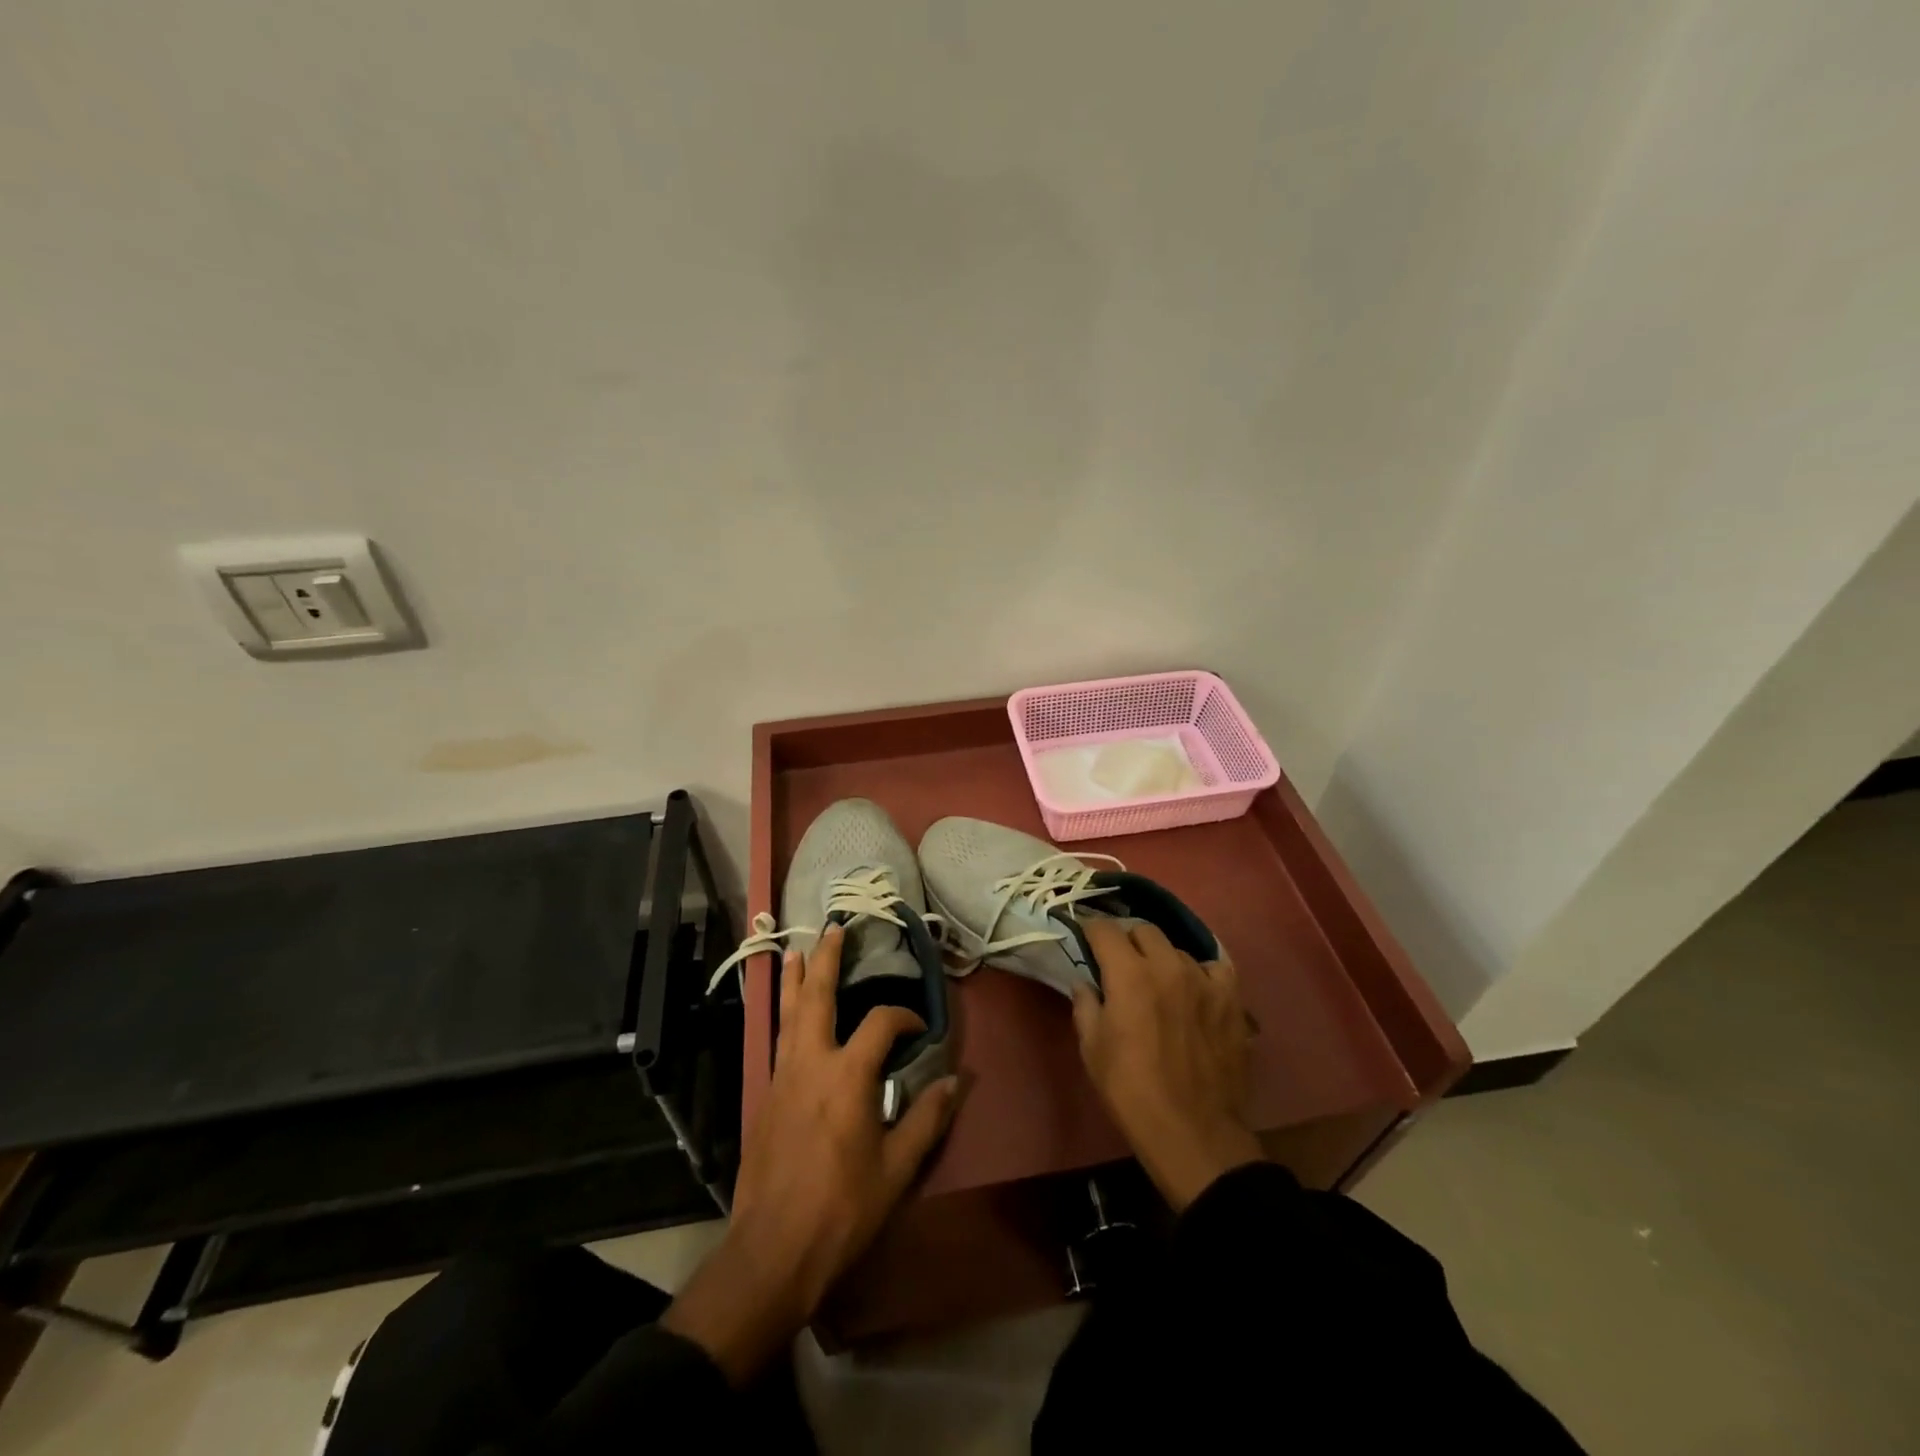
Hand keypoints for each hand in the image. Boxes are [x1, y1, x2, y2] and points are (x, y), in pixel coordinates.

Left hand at [662, 924, 960, 1383]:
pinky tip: (787, 1014)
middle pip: (816, 997)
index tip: (917, 1027)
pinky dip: (784, 1014)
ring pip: (788, 1013)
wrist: (772, 1250)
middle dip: (825, 960)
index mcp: (847, 1075)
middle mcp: (811, 1062)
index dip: (902, 1017)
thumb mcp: (896, 1170)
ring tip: (797, 952)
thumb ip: (926, 1119)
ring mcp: (781, 1076)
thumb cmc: (842, 1209)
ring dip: (795, 979)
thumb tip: (956, 1080)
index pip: (880, 1023)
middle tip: (833, 930)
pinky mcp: (764, 1095)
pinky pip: (777, 1039)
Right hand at [1073, 919, 1262, 1212]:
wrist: (1193, 1134)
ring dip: (1162, 959)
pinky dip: (1201, 972)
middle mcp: (1168, 966)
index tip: (1086, 939)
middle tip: (1120, 963)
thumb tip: (1085, 982)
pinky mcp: (1232, 999)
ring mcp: (1205, 980)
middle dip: (1127, 940)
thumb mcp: (1092, 1050)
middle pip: (1144, 930)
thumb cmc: (1132, 1092)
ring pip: (1177, 949)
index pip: (1105, 929)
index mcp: (1129, 975)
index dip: (1091, 930)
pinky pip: (1215, 967)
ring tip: (1158, 982)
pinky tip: (1195, 989)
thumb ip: (1085, 1005)